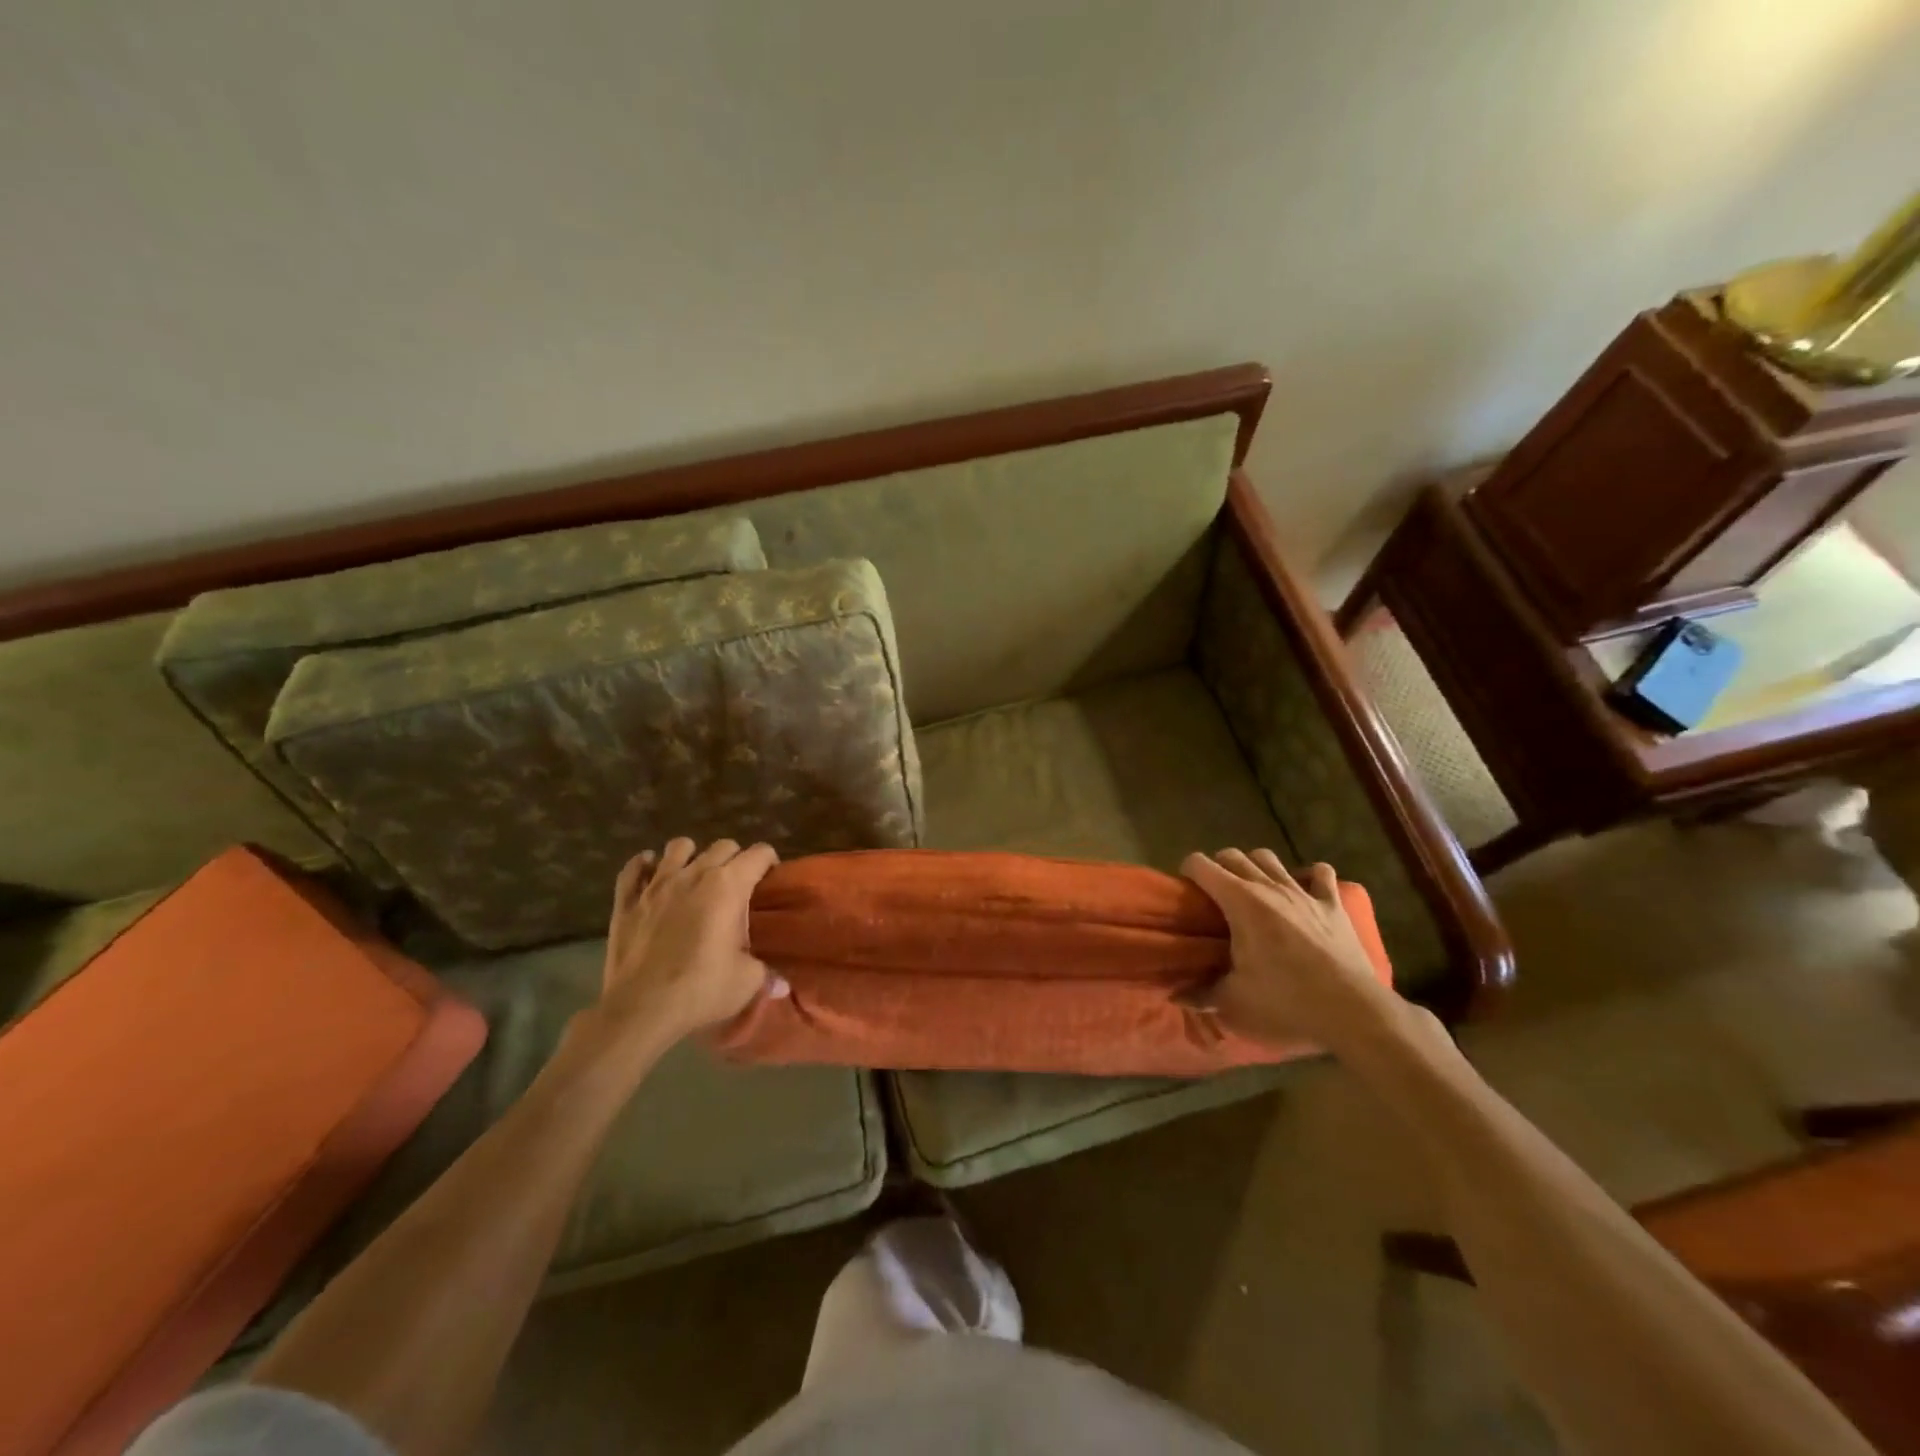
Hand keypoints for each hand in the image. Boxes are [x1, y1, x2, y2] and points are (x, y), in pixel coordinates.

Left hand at [586, 838, 783, 1060]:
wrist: (641, 1010)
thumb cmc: (701, 990)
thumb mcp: (747, 981)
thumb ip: (766, 972)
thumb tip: (781, 984)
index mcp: (728, 886)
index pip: (758, 854)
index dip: (769, 860)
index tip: (771, 876)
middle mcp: (694, 875)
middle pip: (722, 846)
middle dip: (735, 858)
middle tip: (737, 884)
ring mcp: (656, 884)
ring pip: (678, 847)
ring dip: (691, 855)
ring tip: (695, 875)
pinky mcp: (626, 901)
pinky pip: (633, 869)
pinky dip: (644, 866)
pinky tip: (650, 876)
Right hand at [1183, 848, 1397, 1055]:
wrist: (1353, 1013)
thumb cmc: (1286, 1003)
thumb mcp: (1234, 1003)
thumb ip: (1201, 995)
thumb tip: (1177, 996)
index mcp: (1240, 902)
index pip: (1201, 865)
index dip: (1187, 872)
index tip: (1184, 891)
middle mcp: (1269, 887)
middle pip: (1234, 856)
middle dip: (1218, 867)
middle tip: (1214, 894)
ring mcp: (1304, 893)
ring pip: (1271, 859)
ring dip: (1256, 866)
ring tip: (1253, 888)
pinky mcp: (1333, 906)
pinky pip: (1321, 875)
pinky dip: (1309, 876)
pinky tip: (1304, 890)